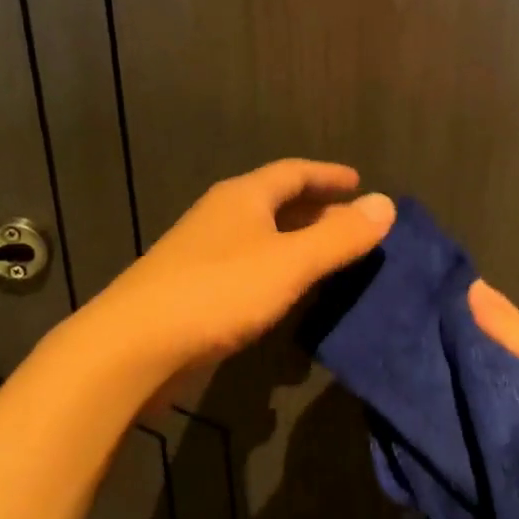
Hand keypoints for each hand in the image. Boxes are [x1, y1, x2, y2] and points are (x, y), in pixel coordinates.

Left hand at [90, 159, 395, 371]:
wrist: (131, 346)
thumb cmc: (218, 292)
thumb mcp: (290, 263)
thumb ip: (340, 236)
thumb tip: (386, 204)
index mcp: (244, 197)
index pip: (294, 172)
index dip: (329, 175)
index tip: (358, 182)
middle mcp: (222, 215)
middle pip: (277, 201)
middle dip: (316, 209)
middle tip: (352, 223)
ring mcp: (203, 251)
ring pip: (261, 235)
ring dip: (296, 241)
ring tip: (328, 256)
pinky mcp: (193, 286)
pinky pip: (248, 265)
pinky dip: (276, 269)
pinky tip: (286, 293)